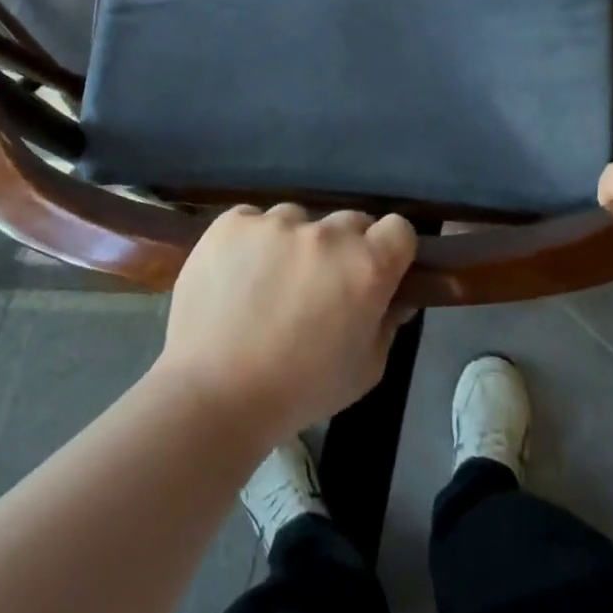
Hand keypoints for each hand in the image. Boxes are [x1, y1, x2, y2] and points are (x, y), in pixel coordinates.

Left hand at [155, 205, 416, 447]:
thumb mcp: (365, 369)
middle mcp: (325, 233)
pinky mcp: (232, 222)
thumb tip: (394, 298)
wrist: (214, 393)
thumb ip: (387, 324)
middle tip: (322, 284)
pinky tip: (237, 274)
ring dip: (295, 242)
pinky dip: (252, 240)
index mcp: (367, 266)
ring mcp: (275, 222)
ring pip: (298, 219)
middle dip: (345, 248)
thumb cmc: (299, 391)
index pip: (398, 229)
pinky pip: (253, 220)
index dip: (391, 250)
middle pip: (350, 221)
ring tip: (270, 282)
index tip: (377, 271)